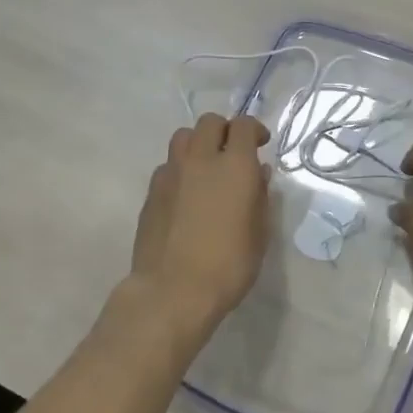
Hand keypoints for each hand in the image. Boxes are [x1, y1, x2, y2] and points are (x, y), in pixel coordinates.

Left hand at [131, 114, 272, 337]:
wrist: (173, 290)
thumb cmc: (228, 265)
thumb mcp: (259, 233)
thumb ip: (260, 196)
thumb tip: (258, 173)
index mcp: (234, 166)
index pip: (244, 126)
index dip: (255, 129)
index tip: (261, 143)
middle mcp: (201, 160)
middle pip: (209, 122)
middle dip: (224, 130)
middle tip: (233, 151)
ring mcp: (171, 173)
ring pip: (183, 137)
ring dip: (198, 143)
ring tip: (206, 167)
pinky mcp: (151, 191)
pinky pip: (168, 165)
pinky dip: (180, 168)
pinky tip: (186, 193)